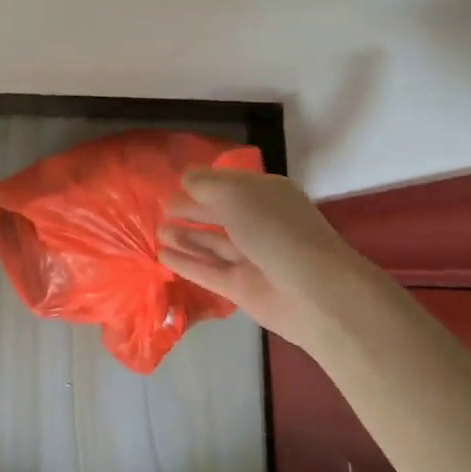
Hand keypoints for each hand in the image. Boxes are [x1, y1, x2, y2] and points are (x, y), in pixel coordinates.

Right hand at [159, 169, 397, 351]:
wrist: (313, 292)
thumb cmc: (274, 230)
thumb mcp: (235, 194)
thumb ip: (204, 184)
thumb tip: (184, 179)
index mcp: (265, 195)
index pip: (230, 183)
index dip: (204, 181)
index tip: (176, 180)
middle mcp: (259, 223)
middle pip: (219, 213)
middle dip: (192, 209)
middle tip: (162, 205)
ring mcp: (250, 257)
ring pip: (212, 243)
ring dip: (185, 236)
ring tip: (157, 230)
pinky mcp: (241, 287)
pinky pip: (207, 271)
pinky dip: (186, 262)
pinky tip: (162, 255)